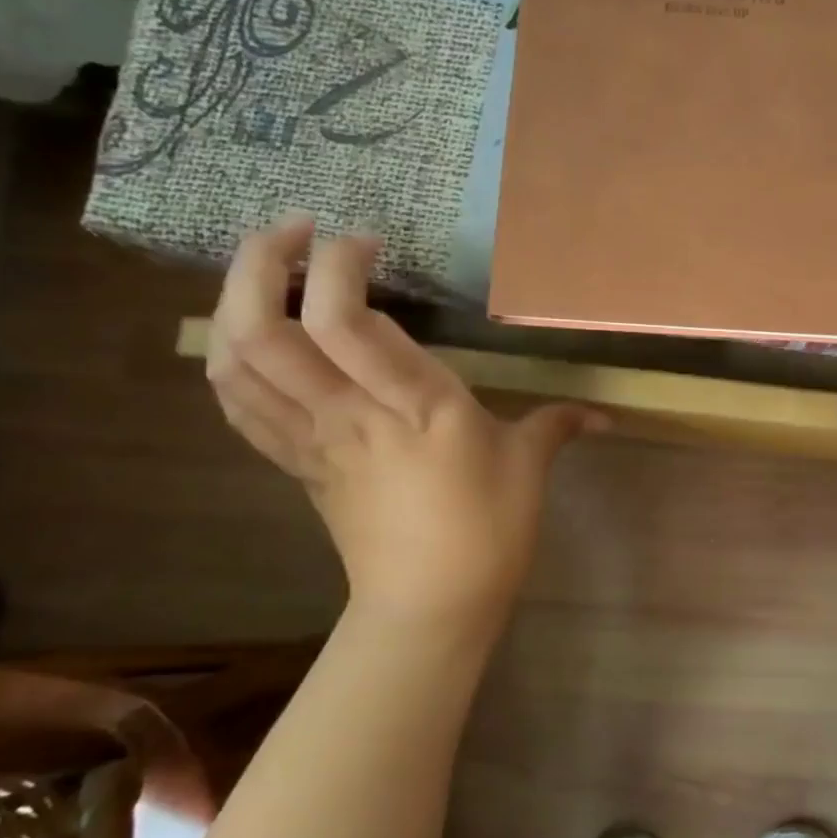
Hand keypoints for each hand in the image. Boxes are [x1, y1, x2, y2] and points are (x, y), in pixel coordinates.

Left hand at [206, 217, 603, 633]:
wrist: (431, 607)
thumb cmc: (488, 533)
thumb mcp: (529, 468)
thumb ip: (559, 424)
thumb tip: (606, 415)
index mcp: (414, 406)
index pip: (345, 320)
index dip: (337, 263)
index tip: (367, 242)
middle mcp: (349, 414)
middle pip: (264, 330)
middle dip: (259, 263)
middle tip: (292, 230)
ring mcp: (314, 440)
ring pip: (236, 364)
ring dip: (233, 303)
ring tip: (264, 272)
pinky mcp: (299, 464)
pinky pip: (241, 406)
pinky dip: (231, 361)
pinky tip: (252, 338)